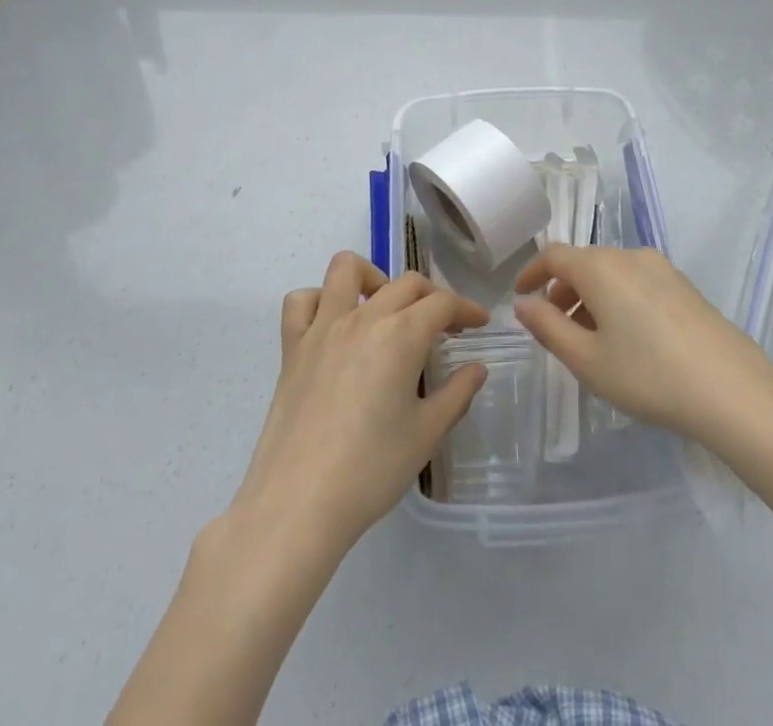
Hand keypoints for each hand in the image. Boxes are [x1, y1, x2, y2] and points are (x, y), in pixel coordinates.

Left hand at [231, 252, 489, 553]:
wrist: (299, 502)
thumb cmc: (371, 470)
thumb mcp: (426, 434)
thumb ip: (457, 394)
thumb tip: (476, 368)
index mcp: (401, 335)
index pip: (442, 303)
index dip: (466, 308)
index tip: (479, 323)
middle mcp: (363, 317)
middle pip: (405, 283)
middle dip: (432, 296)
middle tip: (444, 326)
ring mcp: (323, 327)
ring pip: (346, 269)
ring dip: (373, 277)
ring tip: (385, 309)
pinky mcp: (292, 346)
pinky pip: (301, 301)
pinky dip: (320, 301)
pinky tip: (334, 325)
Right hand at [513, 243, 772, 459]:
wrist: (733, 391)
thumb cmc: (648, 376)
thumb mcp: (587, 360)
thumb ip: (548, 328)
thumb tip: (524, 304)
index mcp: (600, 267)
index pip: (554, 256)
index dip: (531, 273)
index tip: (519, 296)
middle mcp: (629, 256)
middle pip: (584, 263)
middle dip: (562, 291)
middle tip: (553, 327)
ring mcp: (662, 269)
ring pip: (612, 274)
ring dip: (591, 297)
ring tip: (589, 340)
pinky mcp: (685, 287)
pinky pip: (637, 282)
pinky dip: (618, 300)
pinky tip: (628, 340)